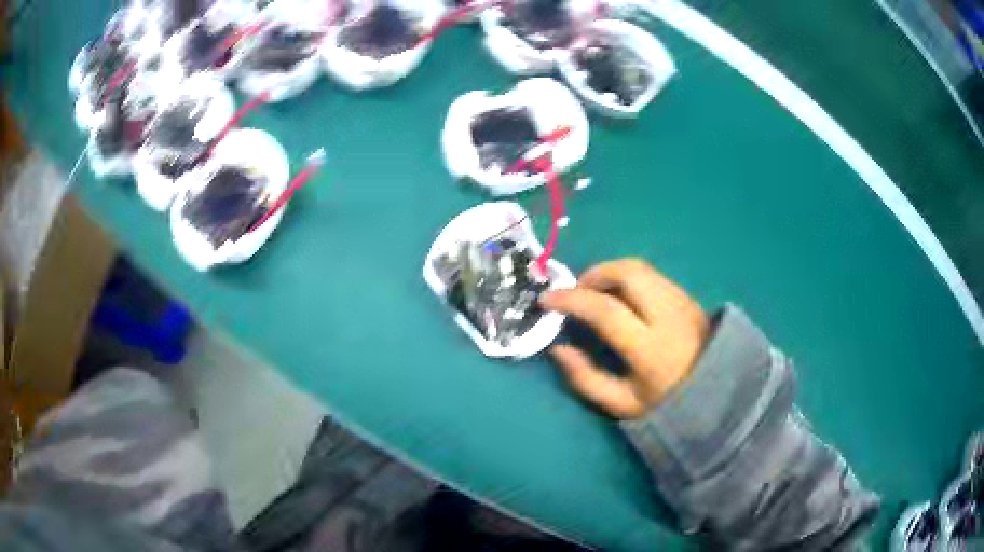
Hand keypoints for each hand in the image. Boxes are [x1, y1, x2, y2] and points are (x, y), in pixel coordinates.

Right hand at [540, 259, 708, 418]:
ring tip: (595, 292)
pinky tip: (621, 296)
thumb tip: (557, 349)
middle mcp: (669, 316)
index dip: (572, 300)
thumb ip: (586, 379)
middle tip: (575, 290)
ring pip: (641, 268)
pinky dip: (629, 277)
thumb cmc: (668, 405)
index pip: (606, 310)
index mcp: (650, 348)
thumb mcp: (623, 404)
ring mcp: (682, 301)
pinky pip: (653, 275)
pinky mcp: (688, 297)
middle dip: (594, 274)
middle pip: (627, 273)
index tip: (547, 299)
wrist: (719, 395)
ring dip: (610, 272)